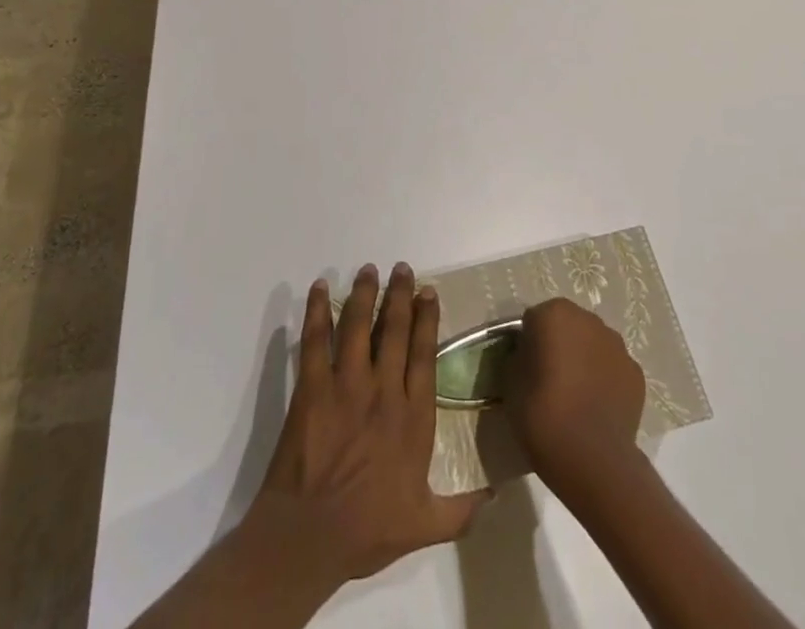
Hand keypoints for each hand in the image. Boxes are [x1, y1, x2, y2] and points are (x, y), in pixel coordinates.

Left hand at [248, 262, 491, 586]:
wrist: (310, 537)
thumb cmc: (367, 530)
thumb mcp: (424, 526)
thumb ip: (461, 510)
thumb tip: (494, 494)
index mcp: (413, 417)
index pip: (424, 354)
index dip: (427, 319)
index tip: (428, 291)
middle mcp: (383, 390)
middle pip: (395, 330)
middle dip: (399, 295)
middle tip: (401, 268)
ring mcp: (346, 385)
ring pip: (359, 326)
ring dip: (364, 294)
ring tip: (368, 269)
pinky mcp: (312, 387)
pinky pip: (316, 340)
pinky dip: (318, 311)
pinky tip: (320, 288)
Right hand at [504, 297, 645, 492]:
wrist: (593, 459)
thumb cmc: (543, 415)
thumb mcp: (510, 383)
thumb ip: (518, 358)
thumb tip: (527, 357)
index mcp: (554, 314)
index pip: (534, 320)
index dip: (528, 343)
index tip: (526, 369)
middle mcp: (588, 319)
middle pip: (567, 326)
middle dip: (559, 345)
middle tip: (548, 381)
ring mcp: (617, 346)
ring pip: (593, 345)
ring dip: (584, 360)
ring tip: (575, 397)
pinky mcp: (636, 374)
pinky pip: (612, 369)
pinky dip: (605, 380)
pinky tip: (596, 408)